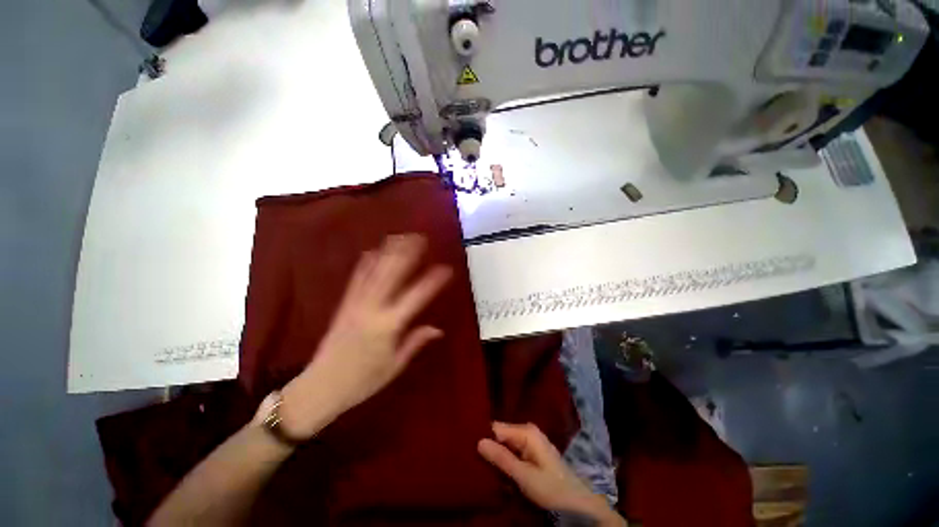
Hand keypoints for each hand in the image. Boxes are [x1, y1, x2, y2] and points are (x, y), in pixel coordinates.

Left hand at [281, 235, 451, 439]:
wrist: (320, 387)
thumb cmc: (362, 381)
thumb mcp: (394, 366)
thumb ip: (415, 342)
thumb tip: (437, 329)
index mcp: (388, 326)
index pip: (416, 297)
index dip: (433, 281)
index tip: (446, 268)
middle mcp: (372, 309)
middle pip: (392, 275)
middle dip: (407, 254)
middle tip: (420, 237)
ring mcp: (356, 304)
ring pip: (375, 272)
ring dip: (388, 252)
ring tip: (400, 236)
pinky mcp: (344, 305)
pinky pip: (356, 280)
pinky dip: (365, 263)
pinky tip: (371, 251)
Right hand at [478, 422, 623, 525]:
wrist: (577, 502)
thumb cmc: (551, 488)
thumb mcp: (524, 476)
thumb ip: (502, 458)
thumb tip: (478, 441)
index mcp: (526, 431)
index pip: (496, 428)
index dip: (484, 438)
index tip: (471, 451)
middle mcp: (527, 431)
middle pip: (501, 435)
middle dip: (491, 448)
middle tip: (478, 463)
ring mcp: (530, 440)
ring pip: (505, 444)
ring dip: (497, 456)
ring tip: (486, 468)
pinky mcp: (531, 451)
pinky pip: (512, 451)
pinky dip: (506, 460)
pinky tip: (500, 471)